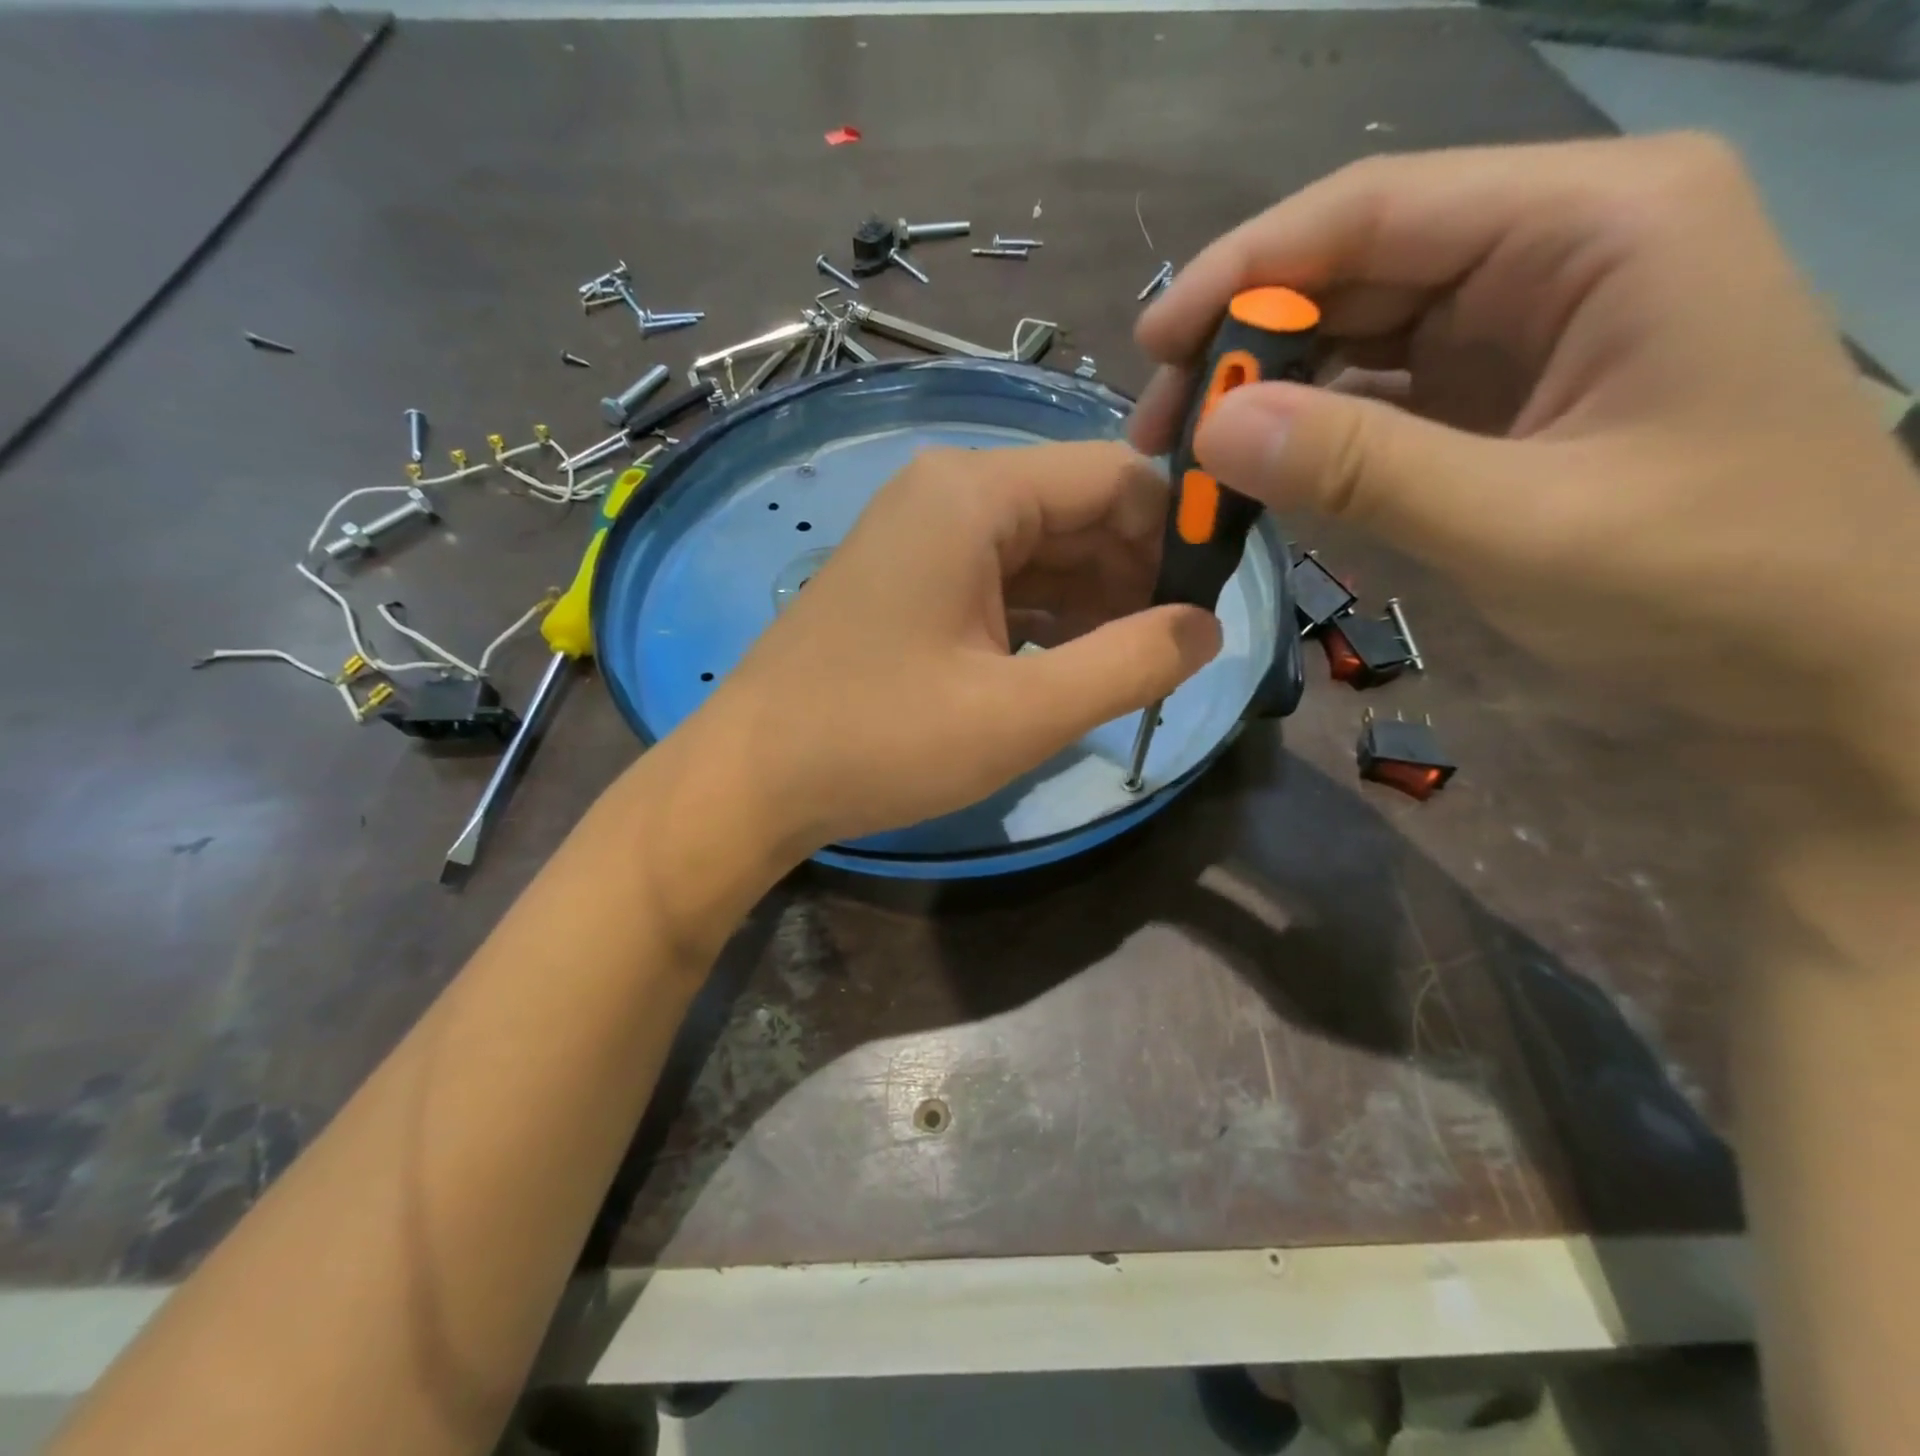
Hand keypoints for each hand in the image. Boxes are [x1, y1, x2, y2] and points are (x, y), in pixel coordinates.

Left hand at [688, 442, 1220, 854]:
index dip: (1178, 532)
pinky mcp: (910, 581)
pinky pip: (1002, 581)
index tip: (1216, 600)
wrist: (752, 780)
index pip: (1115, 478)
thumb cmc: (881, 741)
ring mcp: (923, 537)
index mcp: (974, 494)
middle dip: (1136, 575)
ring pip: (1043, 551)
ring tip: (1133, 667)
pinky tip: (1070, 665)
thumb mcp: (1021, 713)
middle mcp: (948, 494)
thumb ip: (1129, 664)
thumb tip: (1207, 629)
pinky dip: (1045, 619)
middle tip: (1178, 650)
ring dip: (1094, 603)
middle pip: (1078, 511)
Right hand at [1131, 135, 1919, 773]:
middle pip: (1355, 271)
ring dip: (1269, 393)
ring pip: (1357, 336)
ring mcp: (1526, 329)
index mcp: (1594, 226)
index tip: (1151, 346)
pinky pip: (1379, 397)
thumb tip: (1209, 429)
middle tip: (1160, 429)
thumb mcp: (1519, 522)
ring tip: (1195, 457)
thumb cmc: (1708, 583)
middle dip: (1245, 344)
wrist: (1820, 666)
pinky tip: (1261, 473)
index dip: (1245, 272)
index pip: (1375, 211)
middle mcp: (1556, 252)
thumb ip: (1360, 467)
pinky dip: (1312, 434)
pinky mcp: (1501, 400)